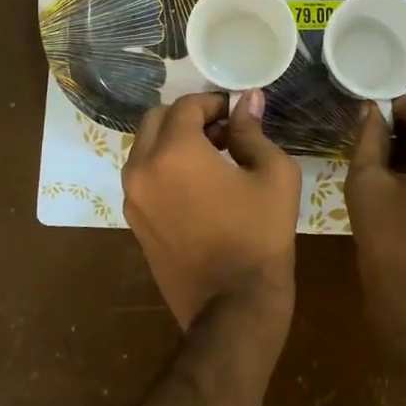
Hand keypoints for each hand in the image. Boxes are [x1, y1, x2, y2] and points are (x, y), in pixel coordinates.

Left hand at [122, 90, 300, 332]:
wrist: (233, 305)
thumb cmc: (260, 234)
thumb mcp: (273, 174)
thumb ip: (253, 130)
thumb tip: (247, 100)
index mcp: (174, 151)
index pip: (186, 105)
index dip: (214, 102)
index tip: (237, 113)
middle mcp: (142, 168)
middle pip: (156, 120)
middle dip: (188, 117)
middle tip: (222, 131)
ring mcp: (132, 198)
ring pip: (145, 148)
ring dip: (173, 141)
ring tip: (212, 160)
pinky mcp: (134, 222)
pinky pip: (143, 178)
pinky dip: (164, 168)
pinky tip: (197, 188)